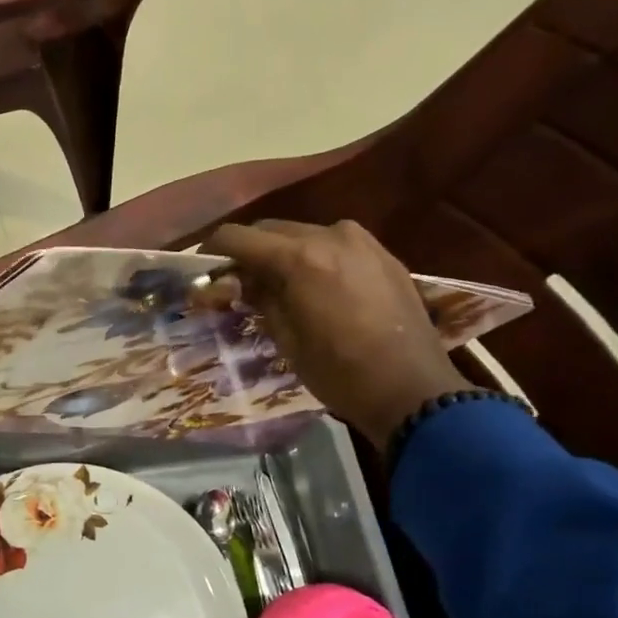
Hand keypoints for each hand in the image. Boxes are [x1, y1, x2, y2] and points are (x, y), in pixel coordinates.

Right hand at [202, 219, 472, 447]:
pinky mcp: (383, 254)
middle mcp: (329, 235)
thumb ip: (259, 298)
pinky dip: (315, 258)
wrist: (412, 389)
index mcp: (299, 257)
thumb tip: (237, 281)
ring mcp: (361, 241)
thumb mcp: (285, 338)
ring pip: (304, 234)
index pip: (238, 236)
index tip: (205, 271)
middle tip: (238, 283)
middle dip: (250, 251)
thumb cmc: (339, 372)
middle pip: (271, 229)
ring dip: (283, 253)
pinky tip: (315, 287)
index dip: (215, 251)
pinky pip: (335, 245)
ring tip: (278, 286)